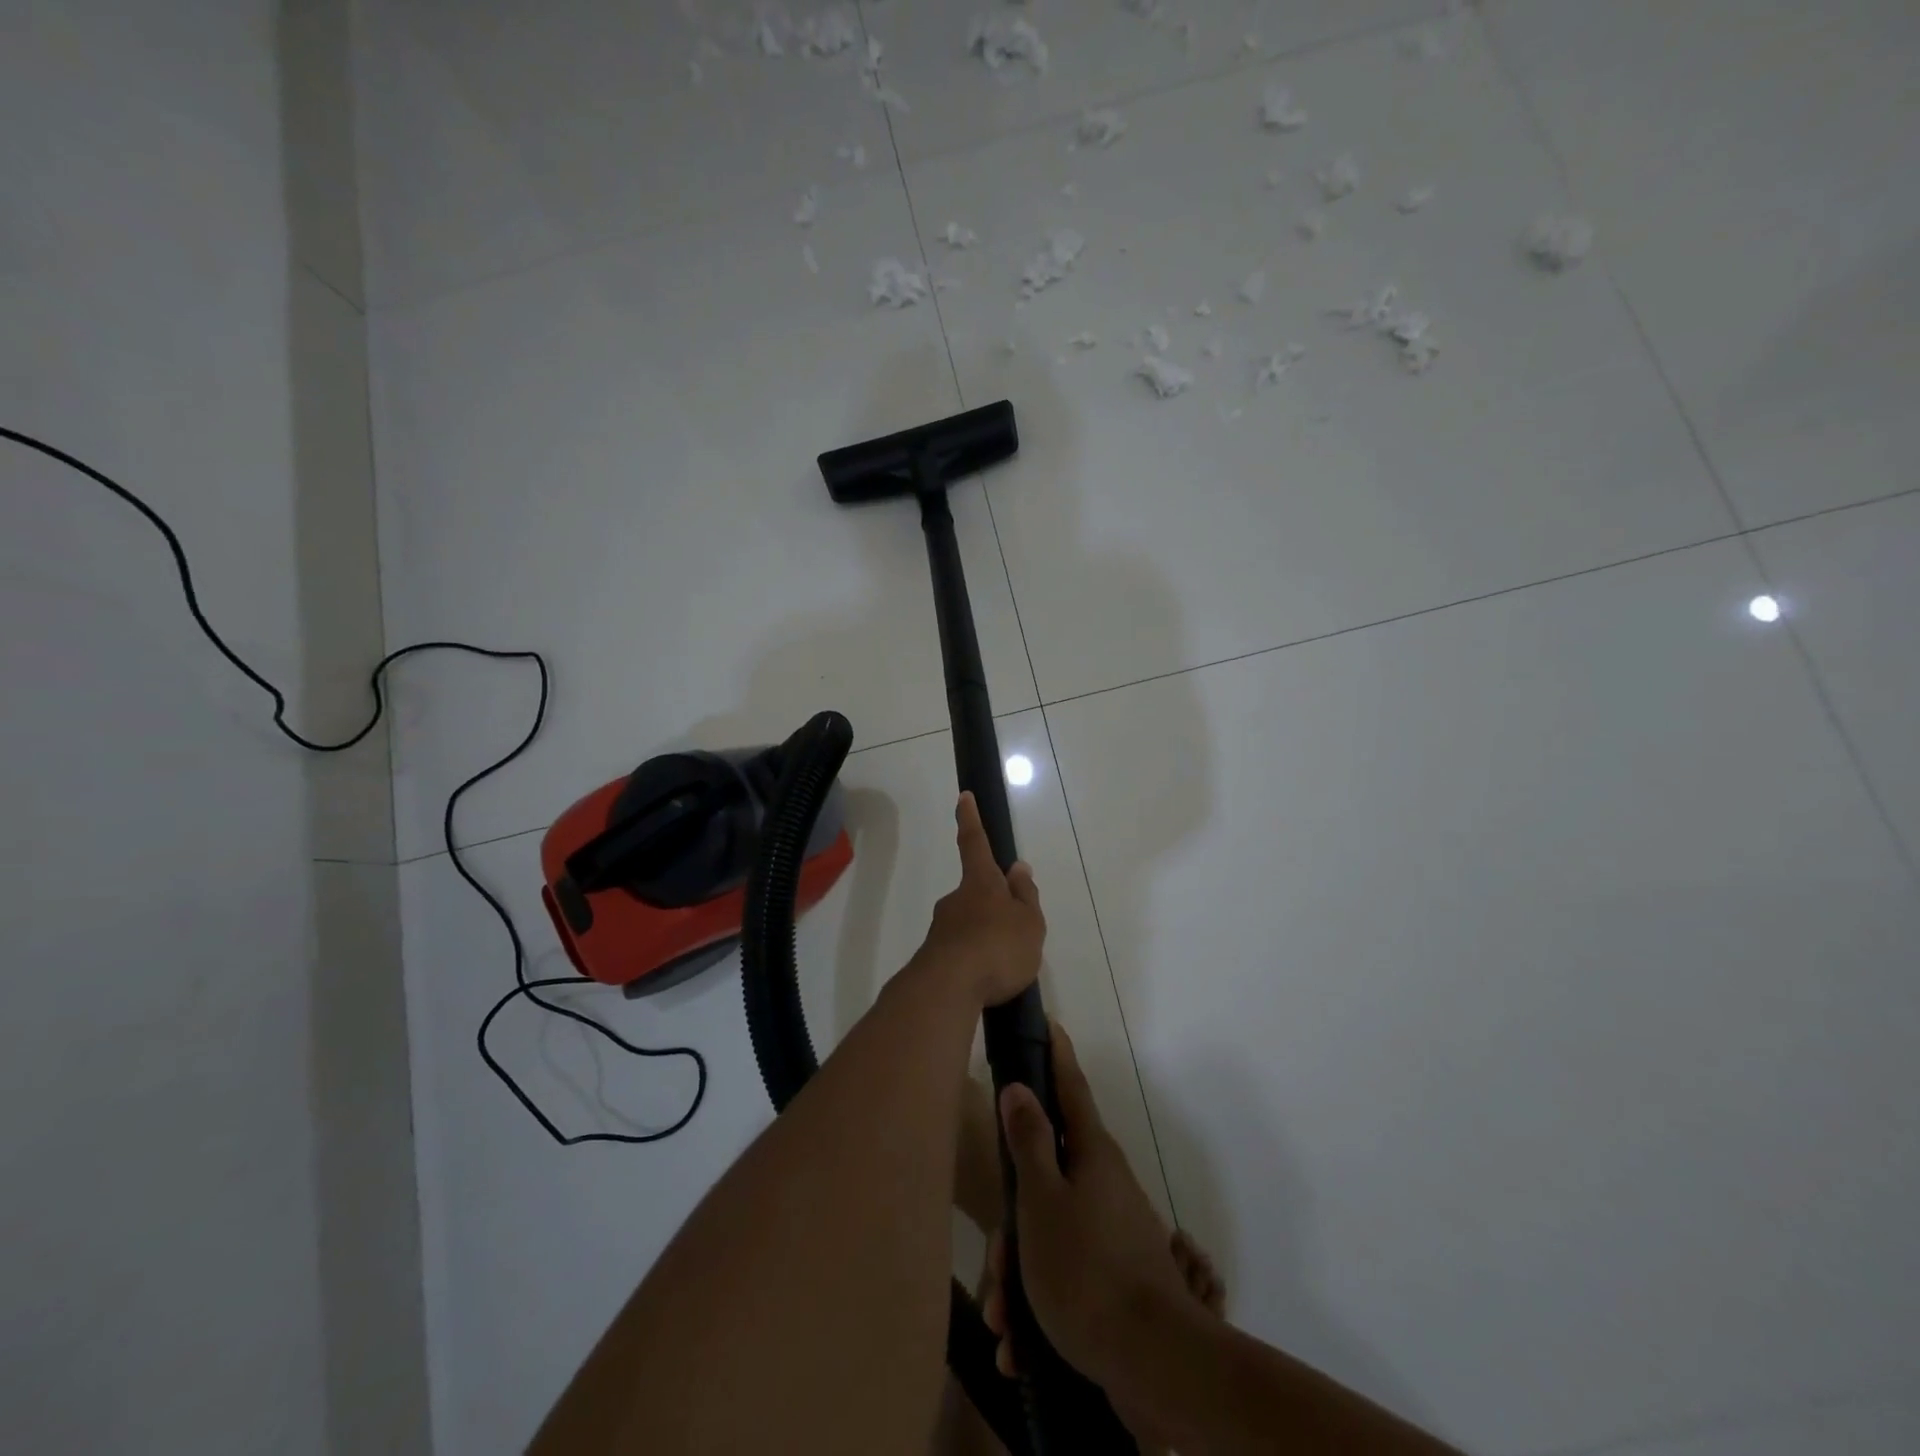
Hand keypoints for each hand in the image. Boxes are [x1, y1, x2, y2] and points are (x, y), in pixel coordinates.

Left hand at [911, 792, 1044, 1007]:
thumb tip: (1018, 867)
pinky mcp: (935, 956)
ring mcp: (942, 928)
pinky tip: (988, 981)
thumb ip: (1025, 896)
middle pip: (976, 892)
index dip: (971, 819)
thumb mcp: (1029, 922)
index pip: (975, 843)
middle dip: (993, 905)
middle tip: (1014, 933)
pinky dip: (976, 960)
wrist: (948, 988)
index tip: (963, 796)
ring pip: (969, 924)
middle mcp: (957, 899)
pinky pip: (962, 951)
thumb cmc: (998, 948)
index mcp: (981, 883)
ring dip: (986, 937)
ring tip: (1007, 966)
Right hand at [982, 1022, 1195, 1394]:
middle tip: (995, 1267)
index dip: (1057, 1055)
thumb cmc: (1086, 1268)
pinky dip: (1040, 1303)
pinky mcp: (1114, 1274)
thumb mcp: (1042, 1200)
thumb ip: (1029, 1141)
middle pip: (1047, 1176)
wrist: (1154, 1364)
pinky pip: (1065, 1273)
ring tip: (1005, 1322)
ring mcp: (1112, 1228)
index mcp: (1091, 1153)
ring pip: (1050, 1232)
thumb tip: (1020, 1087)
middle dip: (1013, 1221)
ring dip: (1020, 1275)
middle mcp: (1105, 1182)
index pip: (1070, 1087)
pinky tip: (1023, 1347)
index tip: (1049, 1023)